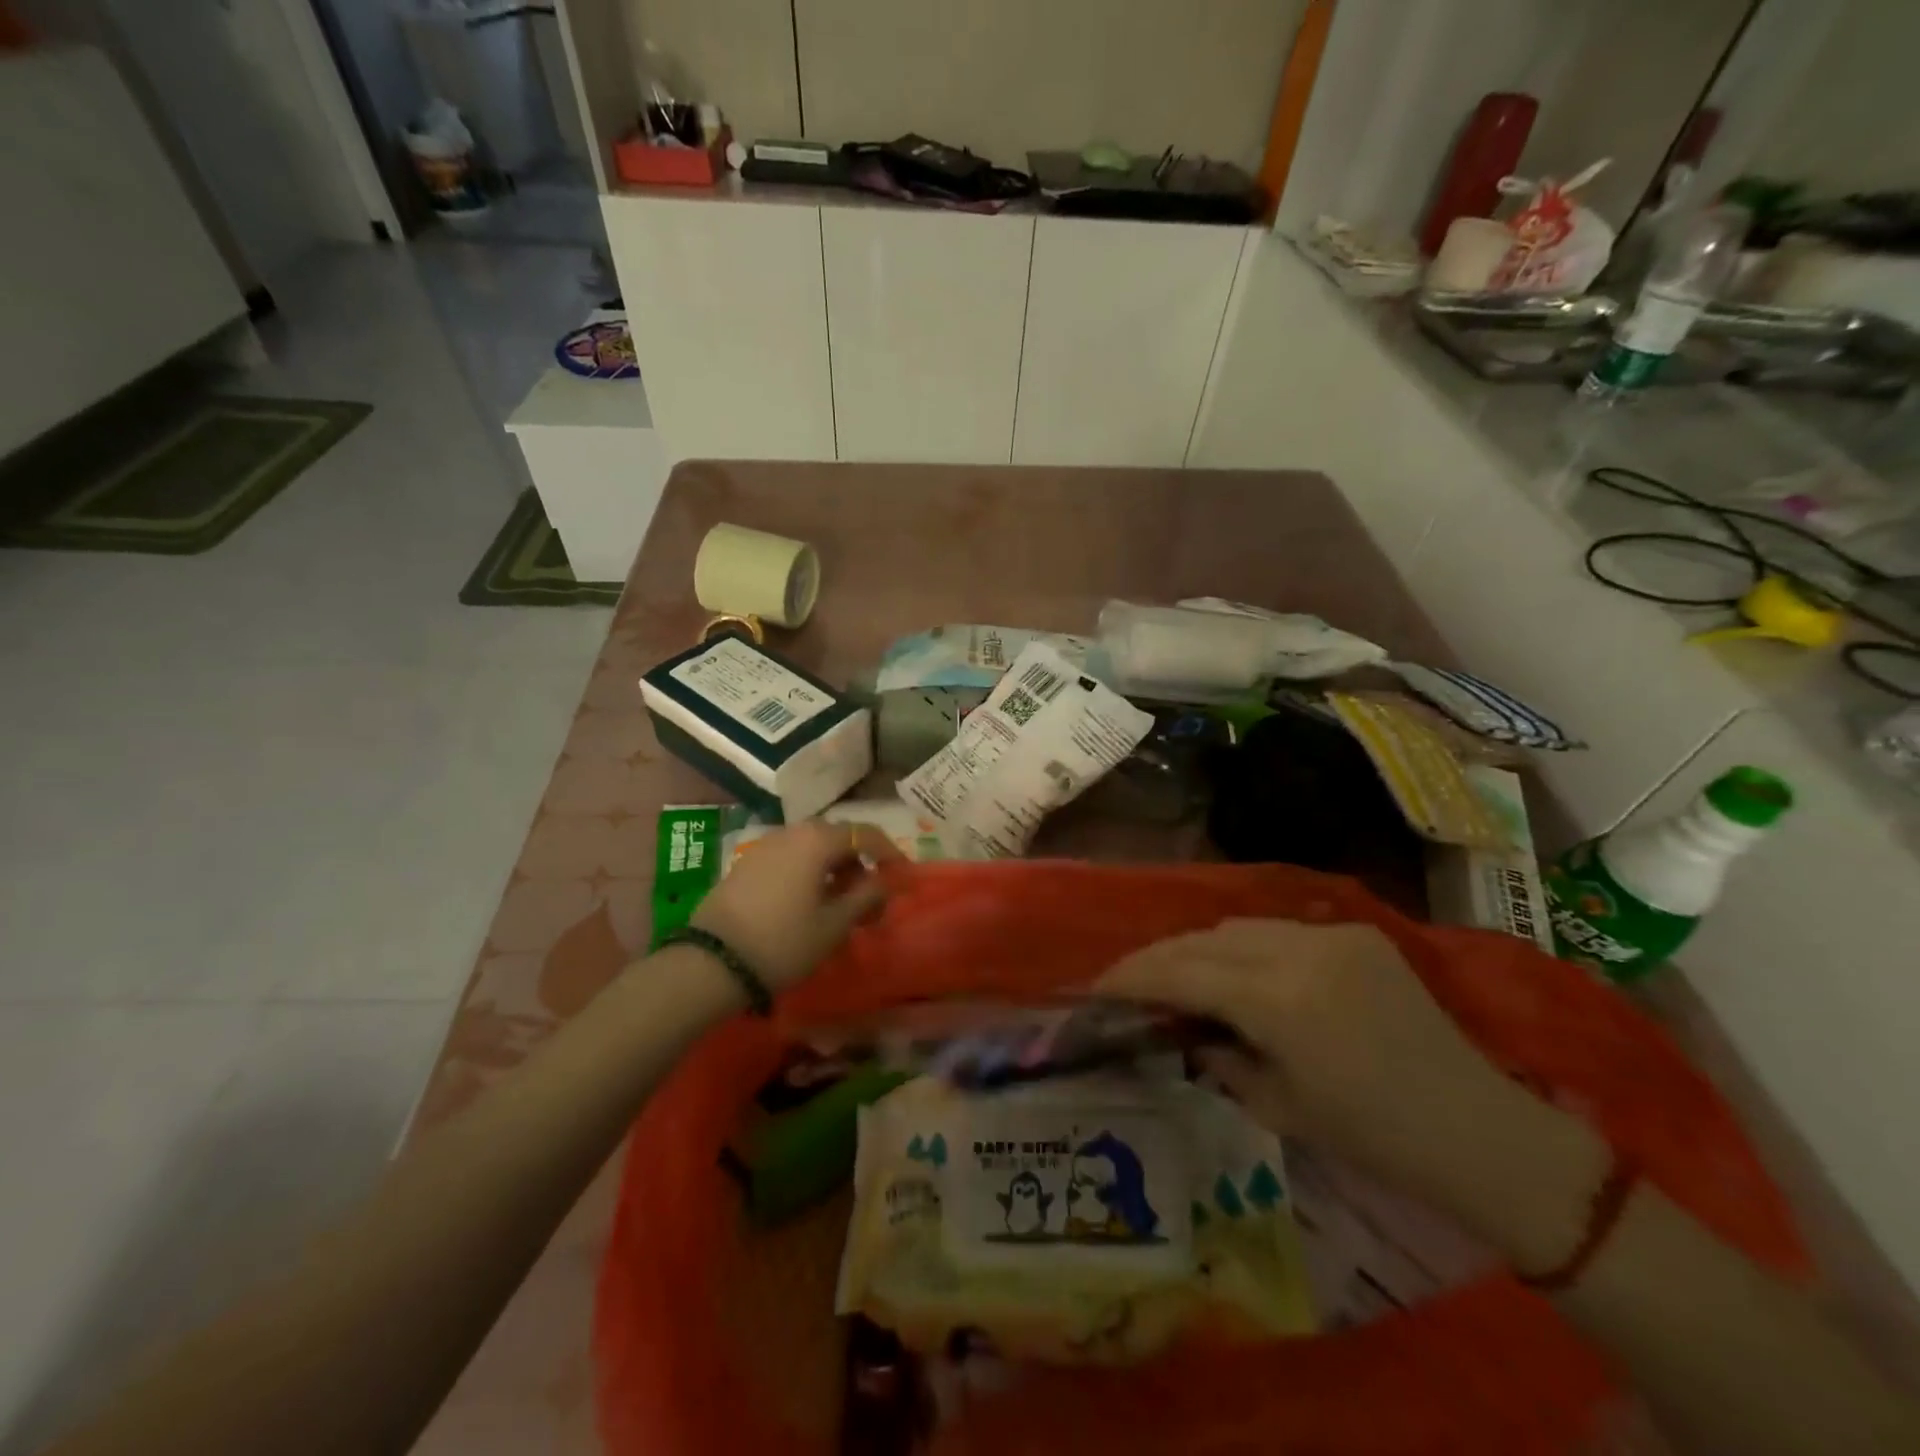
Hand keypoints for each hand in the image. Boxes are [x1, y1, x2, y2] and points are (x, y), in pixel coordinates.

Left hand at [690, 821, 904, 992]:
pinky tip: (807, 903)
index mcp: (817, 840)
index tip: (901, 875)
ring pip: (811, 848)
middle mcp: (792, 833)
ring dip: (832, 868)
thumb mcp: (833, 925)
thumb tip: (883, 882)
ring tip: (839, 904)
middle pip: (837, 837)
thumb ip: (865, 897)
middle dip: (859, 862)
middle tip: (869, 896)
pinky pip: (789, 858)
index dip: (889, 852)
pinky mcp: (746, 864)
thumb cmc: (783, 942)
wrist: (712, 962)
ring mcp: (765, 846)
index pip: (865, 834)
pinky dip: (808, 873)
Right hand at [1098, 919, 1606, 1267]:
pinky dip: (1243, 947)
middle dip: (1157, 958)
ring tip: (1178, 975)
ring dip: (1199, 948)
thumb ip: (1217, 1058)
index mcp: (1278, 1002)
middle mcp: (1299, 951)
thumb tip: (1182, 1030)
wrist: (1478, 1128)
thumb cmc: (1373, 1137)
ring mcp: (1331, 934)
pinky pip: (1277, 930)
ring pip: (1236, 927)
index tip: (1097, 985)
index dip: (1133, 977)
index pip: (1182, 973)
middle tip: (1127, 980)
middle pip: (1202, 940)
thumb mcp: (1277, 1106)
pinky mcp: (1355, 932)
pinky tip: (1239, 973)